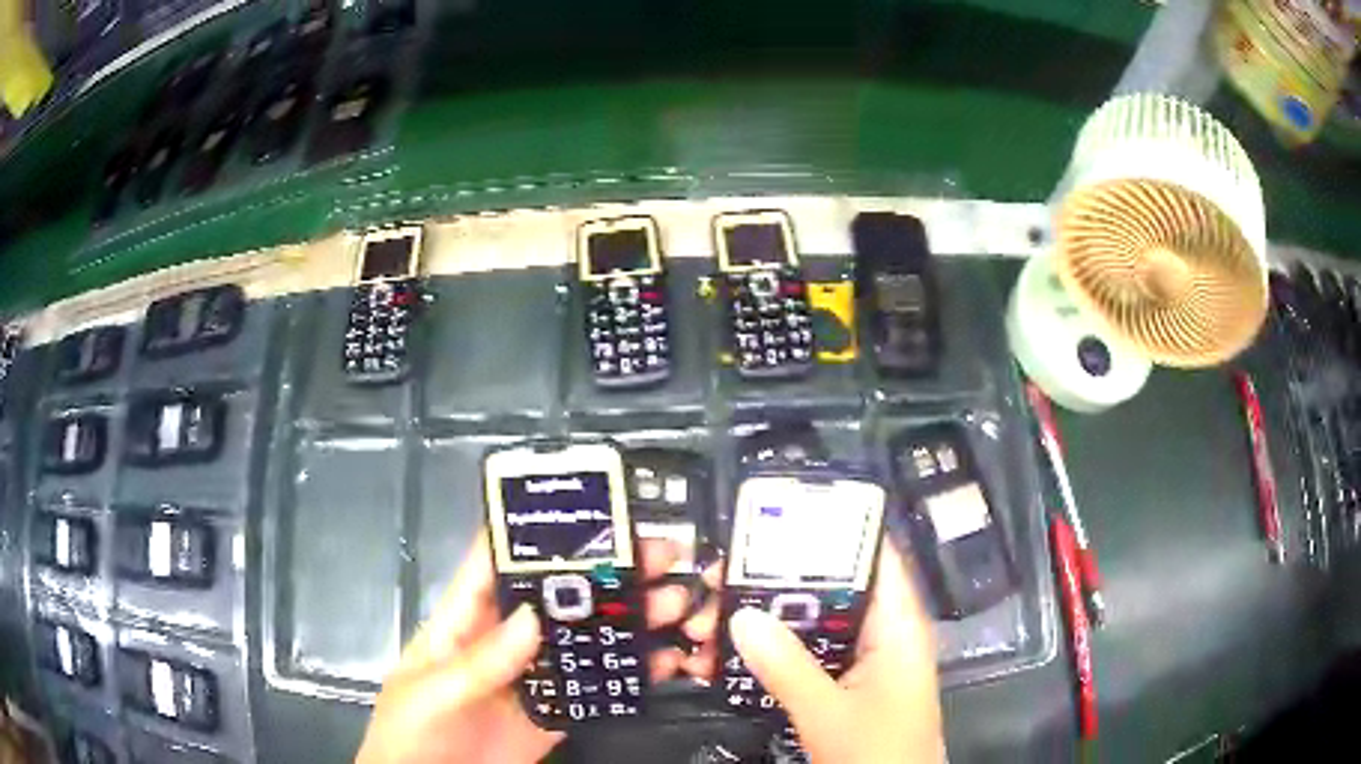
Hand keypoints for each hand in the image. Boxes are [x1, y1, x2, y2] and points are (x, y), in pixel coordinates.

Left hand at [356, 537, 719, 763]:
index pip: (496, 563)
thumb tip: (532, 618)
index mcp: (464, 621)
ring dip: (627, 621)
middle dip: (604, 573)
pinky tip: (664, 661)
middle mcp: (504, 641)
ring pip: (583, 641)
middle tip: (658, 554)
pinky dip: (628, 676)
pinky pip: (593, 690)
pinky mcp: (552, 714)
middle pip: (556, 599)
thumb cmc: (410, 729)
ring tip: (675, 601)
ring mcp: (532, 678)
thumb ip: (480, 661)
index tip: (588, 512)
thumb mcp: (433, 692)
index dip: (536, 534)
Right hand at [729, 544, 944, 762]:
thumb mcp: (827, 712)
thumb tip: (743, 617)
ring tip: (720, 614)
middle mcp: (884, 633)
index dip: (834, 530)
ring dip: (773, 620)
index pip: (874, 554)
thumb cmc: (877, 752)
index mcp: (897, 626)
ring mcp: (866, 660)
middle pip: (834, 589)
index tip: (779, 518)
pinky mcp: (849, 684)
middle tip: (726, 576)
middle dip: (780, 583)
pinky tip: (739, 654)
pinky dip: (778, 651)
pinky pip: (812, 654)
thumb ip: (786, 667)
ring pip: (817, 624)